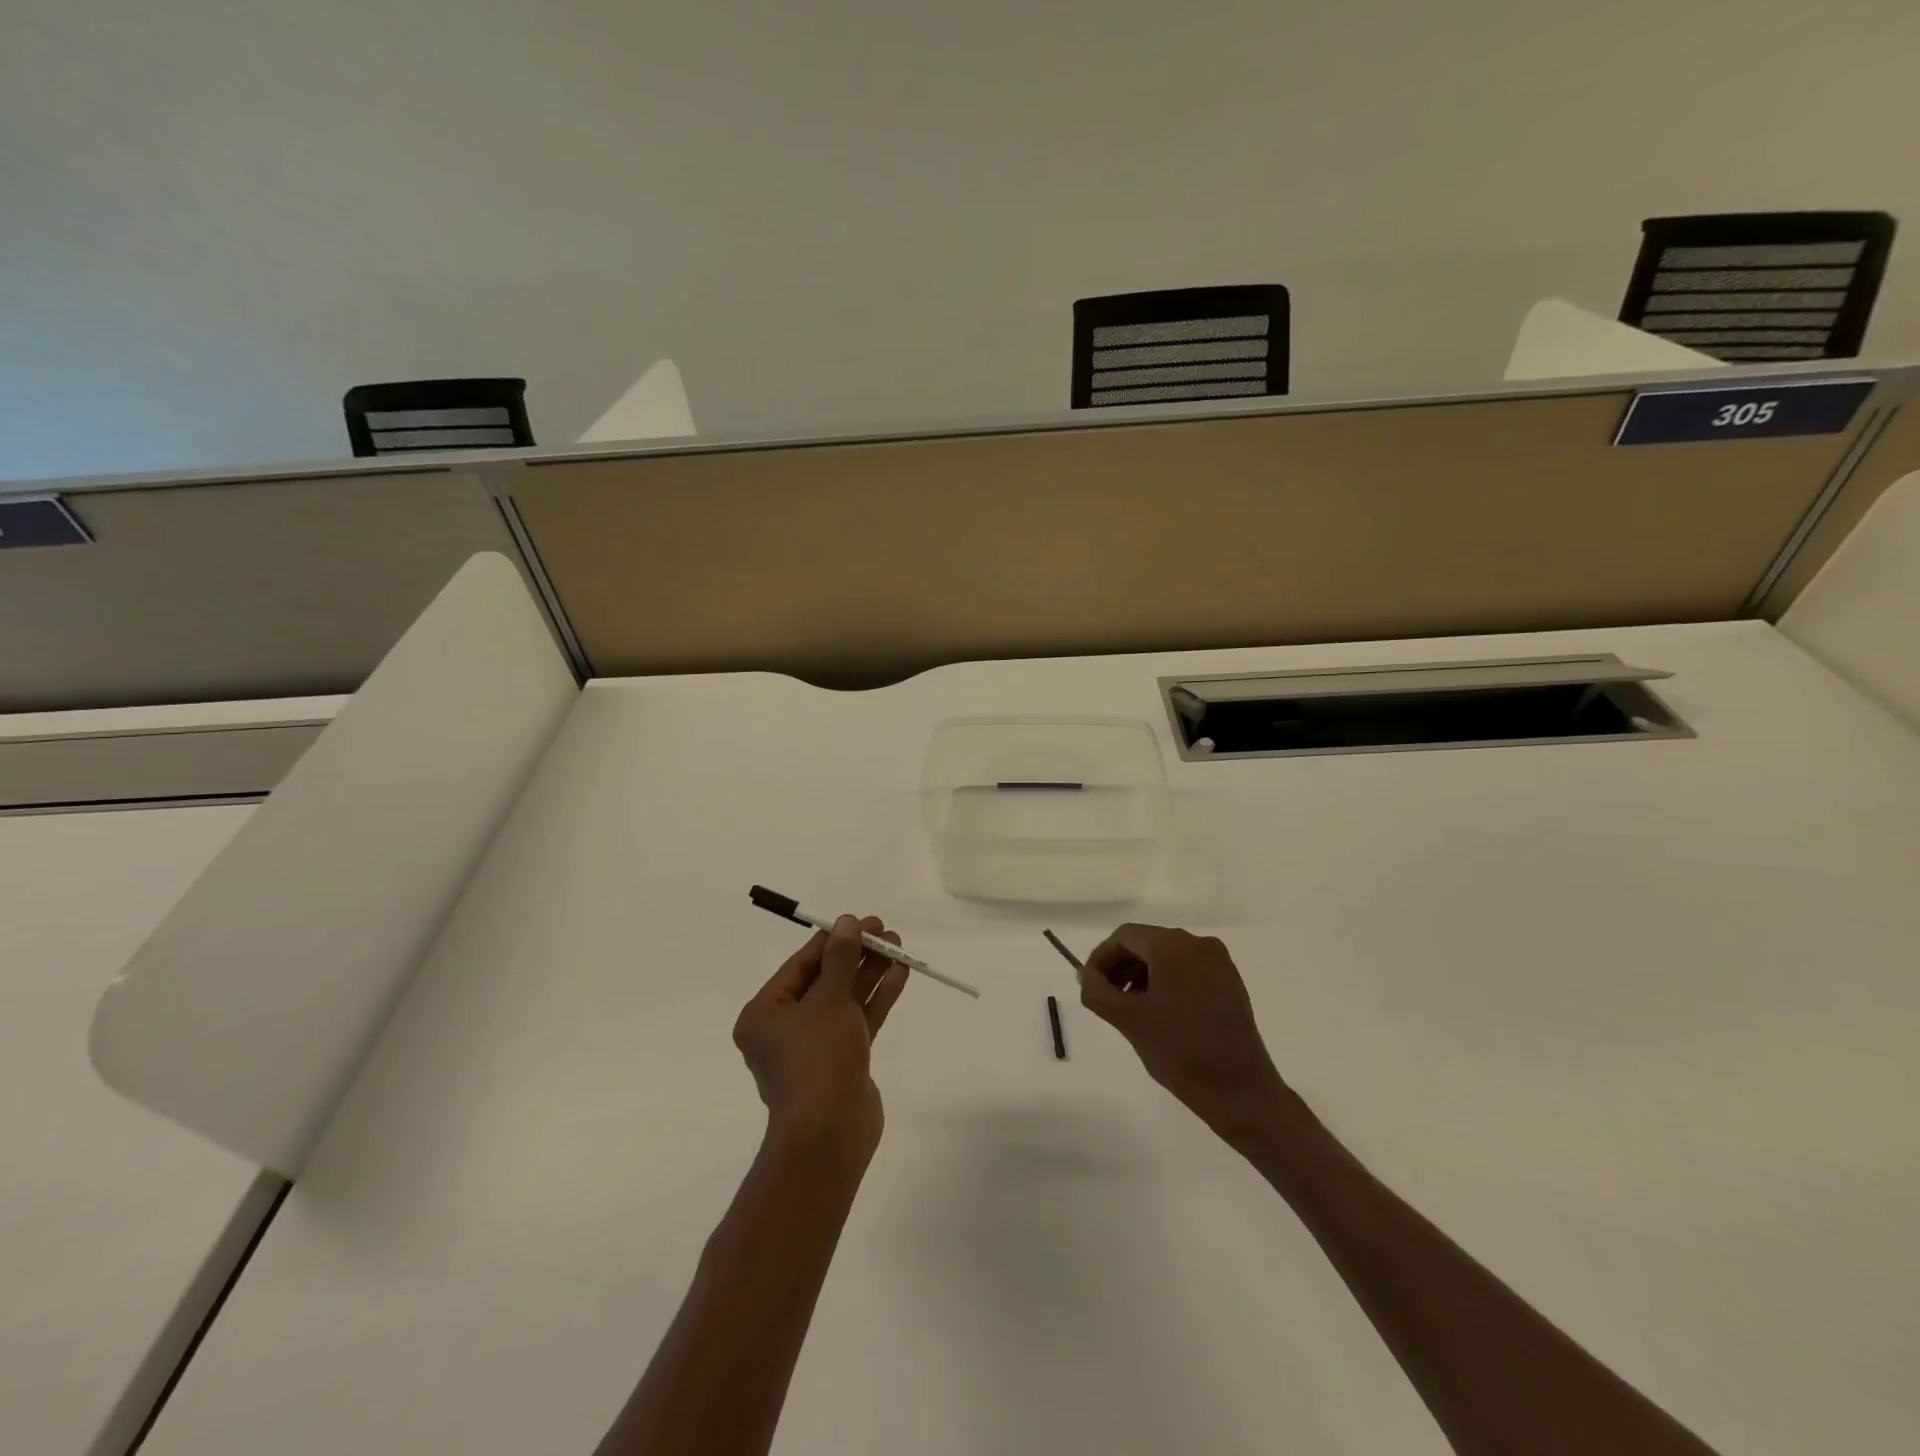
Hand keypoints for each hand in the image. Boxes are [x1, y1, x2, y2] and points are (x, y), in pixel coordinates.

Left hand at [734, 915, 909, 1164]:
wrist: (830, 1134)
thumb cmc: (817, 1058)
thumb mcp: (829, 1000)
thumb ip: (841, 959)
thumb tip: (847, 923)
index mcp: (765, 1014)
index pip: (801, 965)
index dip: (833, 940)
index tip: (860, 921)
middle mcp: (785, 1029)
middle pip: (825, 980)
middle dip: (856, 955)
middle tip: (885, 931)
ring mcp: (816, 1047)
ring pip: (846, 1000)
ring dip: (870, 973)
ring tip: (898, 945)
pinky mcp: (842, 1061)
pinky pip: (859, 1020)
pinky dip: (877, 998)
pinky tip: (899, 973)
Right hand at [1079, 924, 1287, 1137]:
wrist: (1240, 1092)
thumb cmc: (1180, 1052)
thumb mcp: (1128, 1020)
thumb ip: (1098, 991)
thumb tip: (1086, 976)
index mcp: (1174, 946)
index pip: (1125, 936)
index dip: (1101, 957)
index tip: (1090, 986)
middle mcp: (1199, 944)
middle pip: (1147, 942)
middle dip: (1122, 966)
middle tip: (1106, 997)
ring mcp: (1219, 962)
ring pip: (1168, 956)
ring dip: (1142, 975)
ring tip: (1130, 1008)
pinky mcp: (1230, 982)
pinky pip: (1188, 969)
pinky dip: (1166, 982)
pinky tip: (1159, 1012)